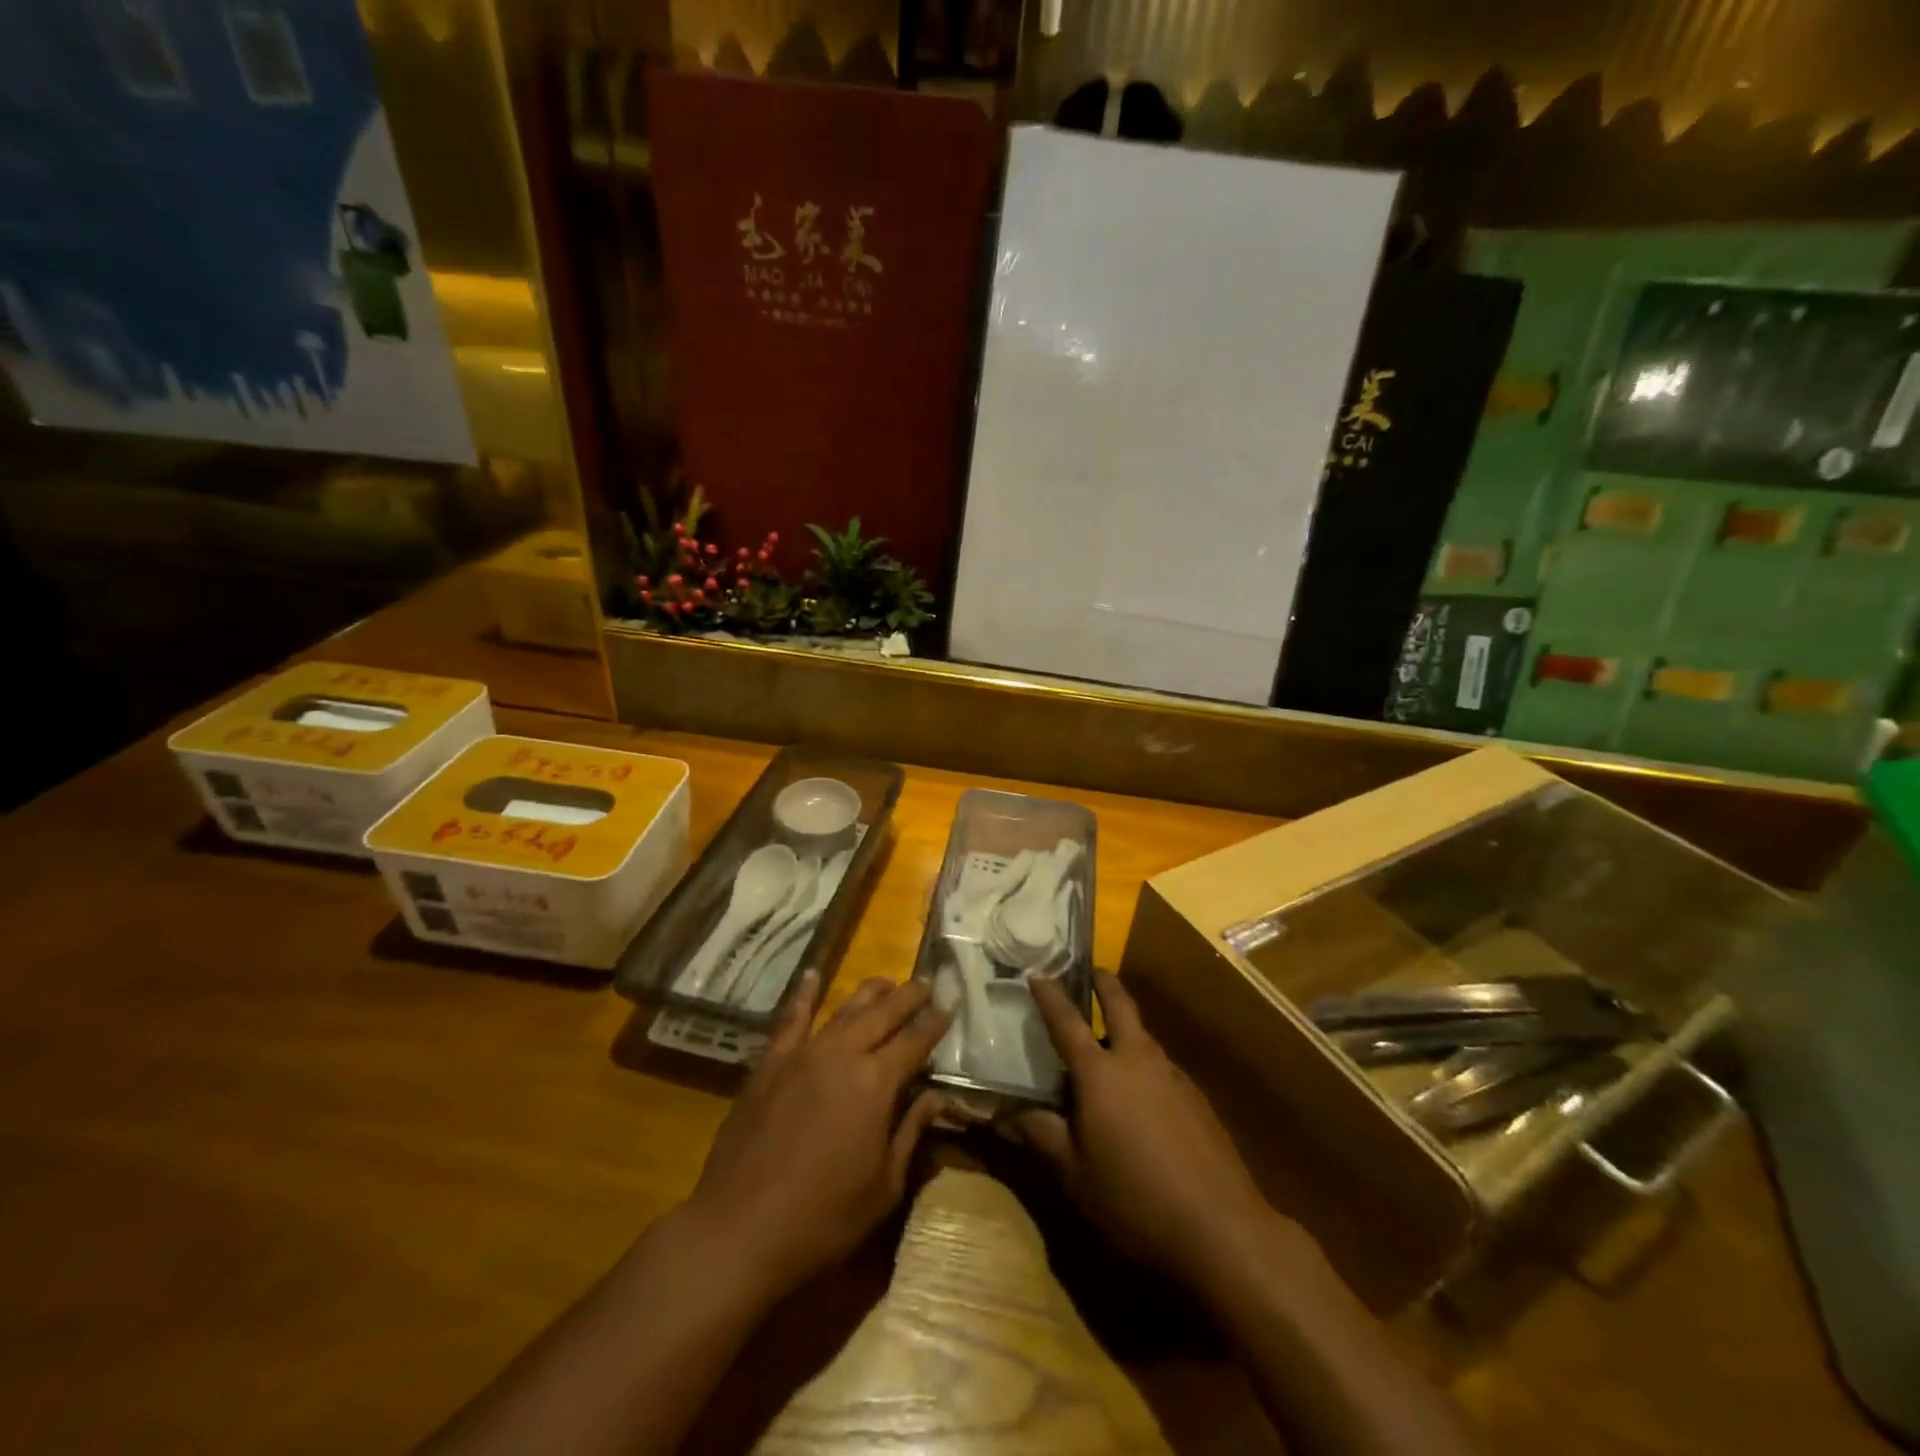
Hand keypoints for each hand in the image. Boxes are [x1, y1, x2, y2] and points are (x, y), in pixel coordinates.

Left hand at [687, 971, 948, 1298]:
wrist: (739, 1229)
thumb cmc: (822, 1218)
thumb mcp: (883, 1186)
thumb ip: (911, 1133)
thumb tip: (938, 1097)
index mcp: (876, 1083)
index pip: (915, 1042)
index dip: (935, 1024)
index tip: (950, 1007)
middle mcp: (843, 1054)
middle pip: (883, 1014)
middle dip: (909, 997)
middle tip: (927, 983)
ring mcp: (803, 1054)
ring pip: (844, 1010)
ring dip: (870, 993)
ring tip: (887, 982)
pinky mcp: (770, 1063)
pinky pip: (791, 1019)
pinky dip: (804, 995)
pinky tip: (812, 975)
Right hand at [1009, 970, 1277, 1286]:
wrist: (1221, 1227)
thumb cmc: (1134, 1199)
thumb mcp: (1075, 1175)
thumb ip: (1042, 1135)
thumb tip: (1007, 1113)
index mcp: (1100, 1073)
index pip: (1066, 1022)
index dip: (1049, 996)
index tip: (1036, 972)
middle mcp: (1137, 1060)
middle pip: (1121, 1005)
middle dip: (1104, 984)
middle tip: (1093, 971)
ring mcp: (1172, 1076)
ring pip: (1144, 1037)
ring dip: (1126, 1028)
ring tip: (1109, 1044)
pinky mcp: (1197, 1098)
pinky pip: (1161, 1067)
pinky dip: (1144, 1065)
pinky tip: (1142, 1098)